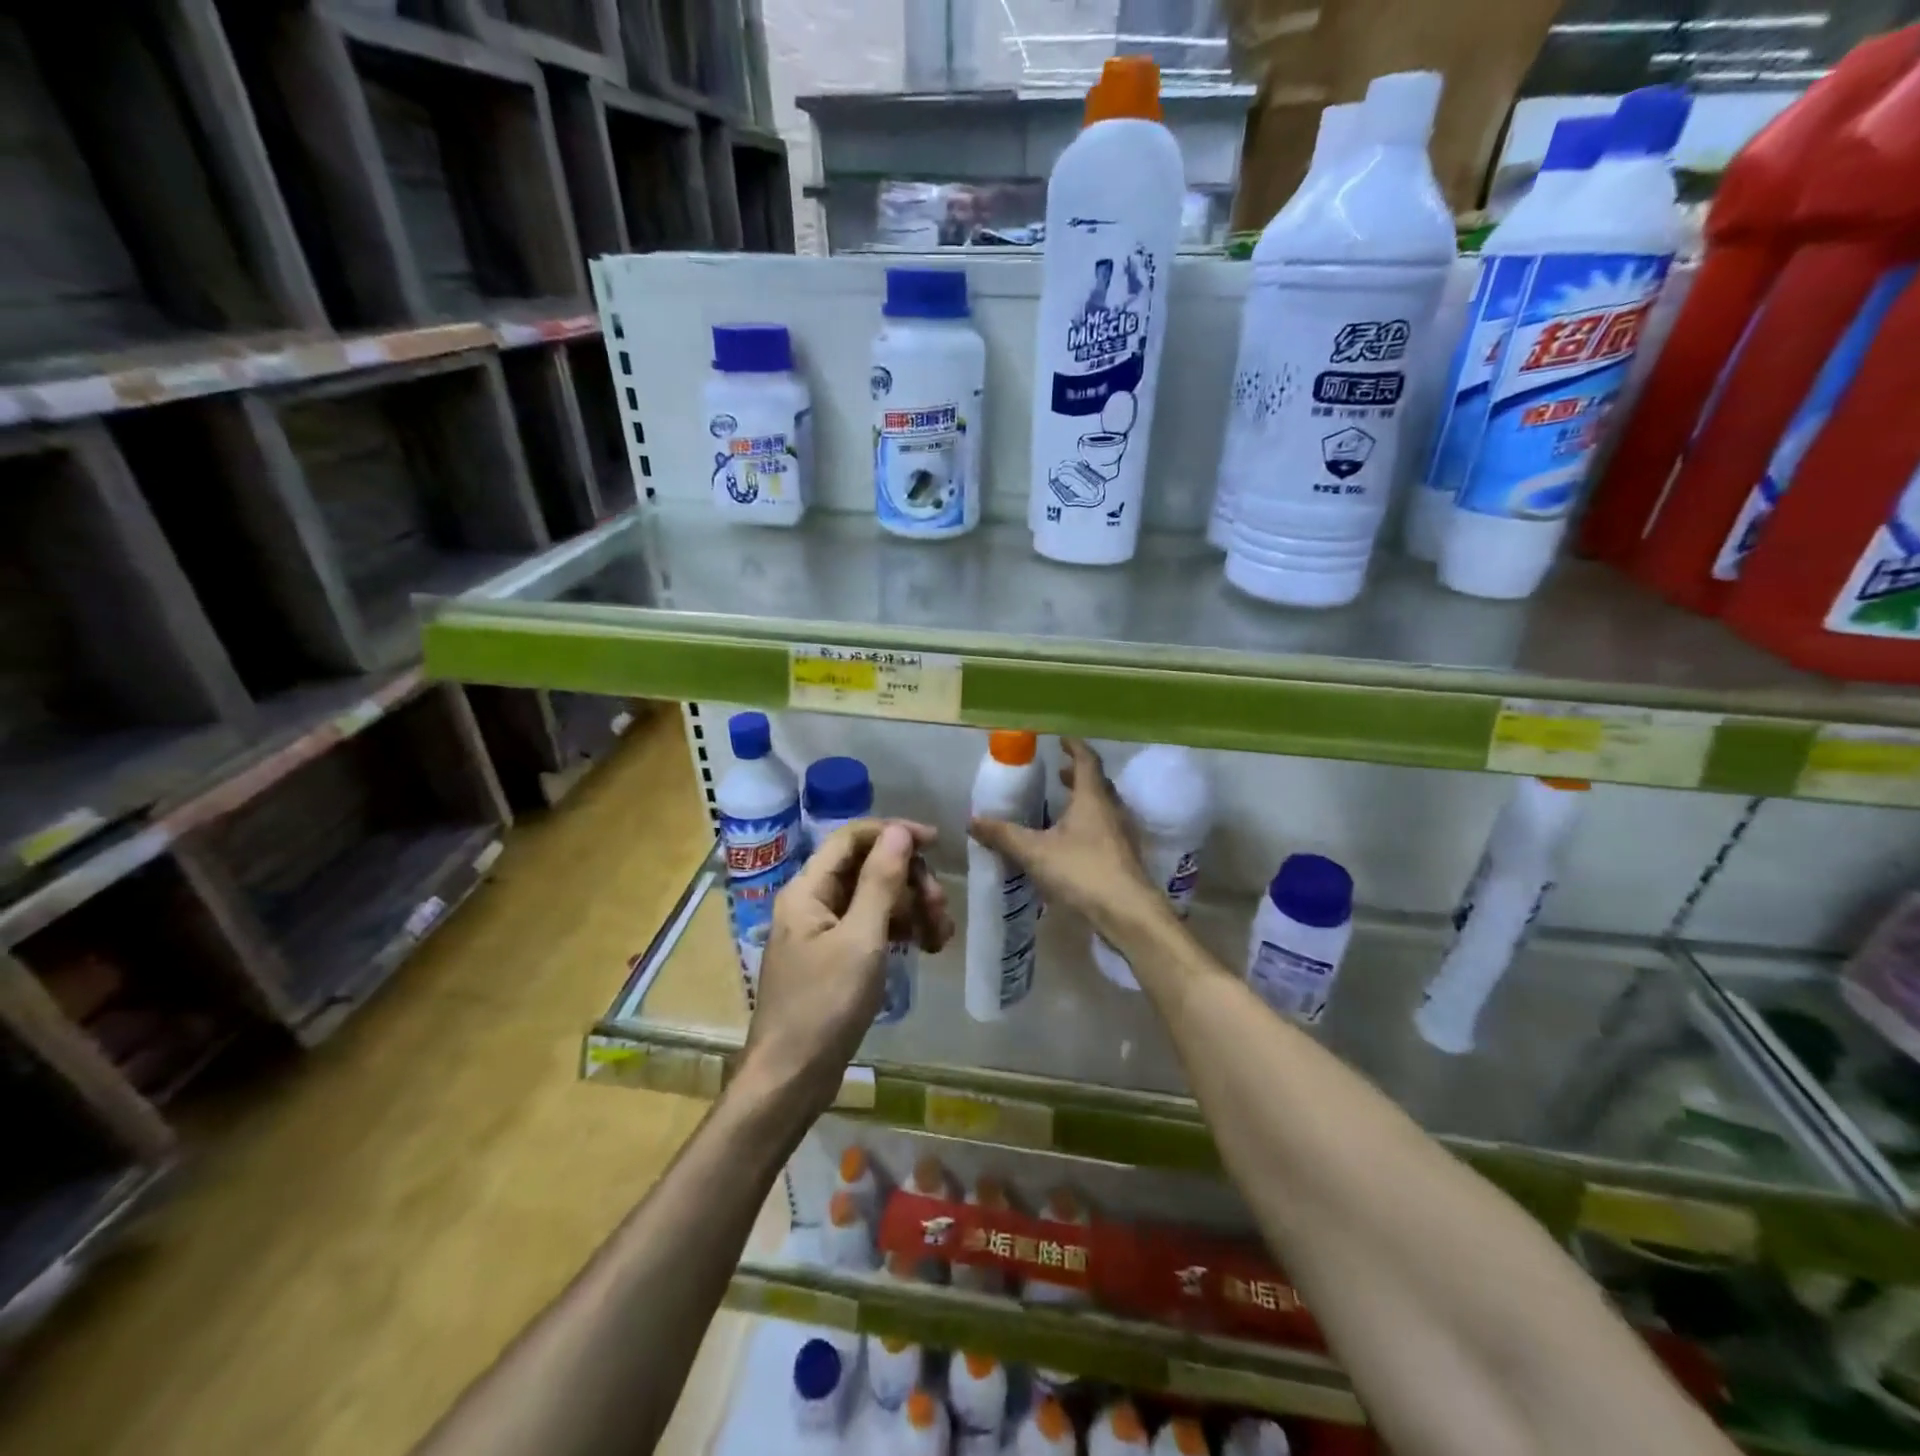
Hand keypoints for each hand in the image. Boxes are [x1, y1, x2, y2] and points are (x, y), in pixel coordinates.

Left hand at [745, 821, 952, 1111]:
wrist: (791, 1079)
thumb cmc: (823, 1006)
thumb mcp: (860, 940)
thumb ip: (881, 881)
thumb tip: (899, 830)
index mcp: (808, 890)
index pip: (852, 838)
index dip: (894, 834)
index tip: (936, 845)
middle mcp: (812, 902)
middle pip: (867, 868)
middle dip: (909, 881)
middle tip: (940, 909)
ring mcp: (823, 931)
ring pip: (874, 899)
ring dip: (910, 908)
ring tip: (940, 936)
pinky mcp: (835, 958)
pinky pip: (872, 927)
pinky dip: (899, 931)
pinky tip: (925, 947)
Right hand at [968, 738, 1163, 947]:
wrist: (1128, 913)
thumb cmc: (1082, 871)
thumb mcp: (1035, 852)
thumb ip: (1004, 835)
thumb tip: (973, 820)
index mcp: (1092, 798)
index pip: (1087, 761)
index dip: (1074, 747)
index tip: (1061, 739)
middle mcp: (1112, 810)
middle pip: (1098, 784)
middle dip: (1078, 776)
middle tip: (1059, 774)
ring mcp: (1123, 835)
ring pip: (1104, 808)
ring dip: (1085, 801)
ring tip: (1062, 807)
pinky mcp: (1126, 858)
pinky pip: (1107, 830)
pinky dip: (1090, 825)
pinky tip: (1073, 843)